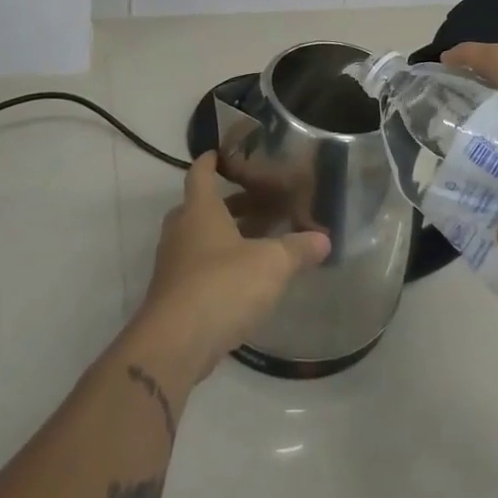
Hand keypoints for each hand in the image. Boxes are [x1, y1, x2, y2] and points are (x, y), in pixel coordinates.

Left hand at [137, 153, 330, 380]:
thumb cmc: (222, 286)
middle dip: (226, 204)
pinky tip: (245, 281)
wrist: (175, 344)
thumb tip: (324, 239)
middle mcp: (181, 232)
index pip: (200, 173)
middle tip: (257, 203)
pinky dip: (219, 267)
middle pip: (199, 208)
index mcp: (199, 210)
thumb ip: (297, 249)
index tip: (221, 153)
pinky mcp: (174, 297)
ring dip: (224, 237)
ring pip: (199, 240)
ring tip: (259, 241)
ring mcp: (173, 266)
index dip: (210, 161)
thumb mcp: (271, 264)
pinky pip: (198, 270)